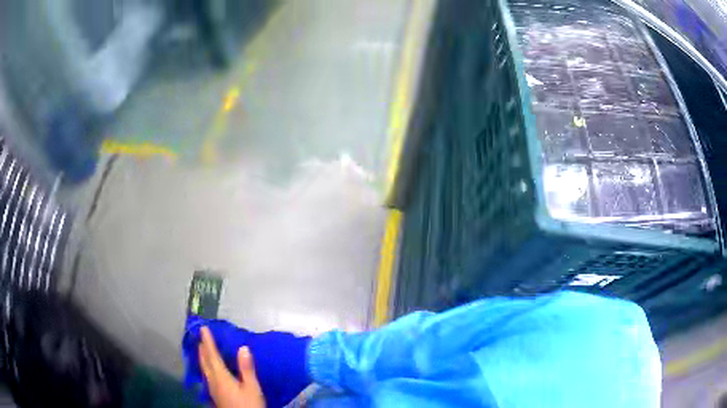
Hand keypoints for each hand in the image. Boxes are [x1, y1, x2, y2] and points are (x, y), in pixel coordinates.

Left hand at [199, 326, 265, 407]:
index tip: (203, 328)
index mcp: (221, 377)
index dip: (208, 341)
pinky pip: (207, 376)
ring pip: (204, 370)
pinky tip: (210, 371)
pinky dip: (206, 367)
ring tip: (202, 350)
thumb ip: (246, 369)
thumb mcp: (252, 388)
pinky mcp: (216, 396)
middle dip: (202, 349)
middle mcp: (214, 381)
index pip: (212, 355)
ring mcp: (213, 390)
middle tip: (200, 337)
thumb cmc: (249, 405)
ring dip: (202, 358)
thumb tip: (243, 347)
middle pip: (205, 362)